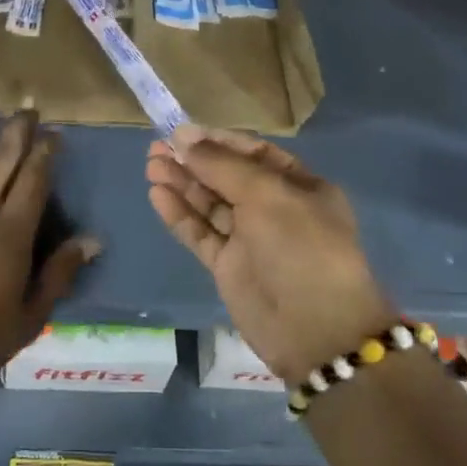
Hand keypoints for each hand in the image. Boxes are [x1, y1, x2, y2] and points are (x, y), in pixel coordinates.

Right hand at [147, 125, 394, 384]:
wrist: (315, 332)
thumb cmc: (301, 249)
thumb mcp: (267, 196)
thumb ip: (222, 166)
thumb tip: (184, 139)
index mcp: (298, 186)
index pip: (253, 153)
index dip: (218, 141)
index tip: (183, 133)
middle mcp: (274, 208)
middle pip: (227, 177)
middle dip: (193, 161)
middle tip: (157, 148)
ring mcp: (250, 239)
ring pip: (210, 204)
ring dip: (181, 184)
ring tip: (150, 166)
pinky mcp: (228, 266)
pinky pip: (201, 233)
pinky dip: (180, 215)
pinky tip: (157, 195)